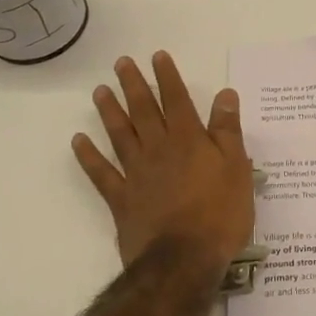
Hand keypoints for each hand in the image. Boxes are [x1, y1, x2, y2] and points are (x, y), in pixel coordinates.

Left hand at [74, 51, 254, 272]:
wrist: (184, 260)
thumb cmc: (220, 213)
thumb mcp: (237, 168)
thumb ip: (227, 130)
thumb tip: (225, 95)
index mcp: (190, 140)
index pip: (177, 100)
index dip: (168, 77)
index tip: (157, 56)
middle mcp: (159, 149)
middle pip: (144, 111)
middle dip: (134, 85)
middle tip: (121, 63)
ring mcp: (137, 174)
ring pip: (120, 135)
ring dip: (110, 112)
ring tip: (99, 91)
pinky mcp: (122, 200)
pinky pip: (101, 173)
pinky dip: (89, 156)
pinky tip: (78, 141)